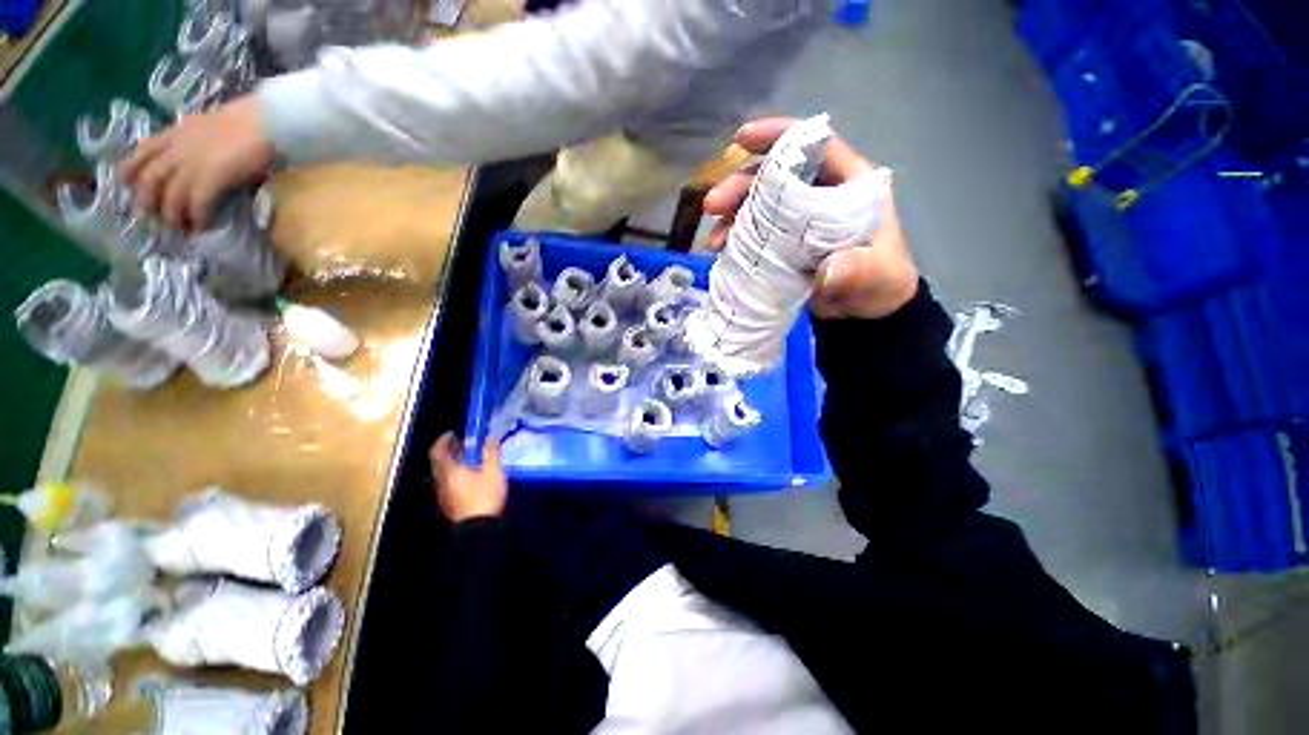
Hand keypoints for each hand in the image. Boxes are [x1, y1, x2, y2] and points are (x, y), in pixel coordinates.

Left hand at [121, 95, 275, 231]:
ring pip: (171, 195)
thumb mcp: (216, 125)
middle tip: (151, 217)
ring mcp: (194, 165)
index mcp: (179, 132)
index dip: (131, 169)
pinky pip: (198, 204)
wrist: (270, 122)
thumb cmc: (251, 121)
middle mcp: (179, 149)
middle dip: (148, 200)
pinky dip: (199, 218)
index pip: (145, 151)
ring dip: (172, 215)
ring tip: (178, 228)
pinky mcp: (211, 179)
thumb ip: (203, 141)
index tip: (126, 184)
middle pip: (152, 178)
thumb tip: (201, 157)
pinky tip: (201, 228)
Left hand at [430, 433, 507, 522]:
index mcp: (449, 472)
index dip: (443, 440)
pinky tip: (471, 475)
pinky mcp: (450, 503)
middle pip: (439, 462)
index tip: (452, 433)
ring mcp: (444, 494)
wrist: (479, 529)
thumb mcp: (493, 471)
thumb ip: (491, 452)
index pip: (437, 452)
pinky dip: (456, 473)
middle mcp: (441, 482)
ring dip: (453, 462)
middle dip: (449, 451)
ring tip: (470, 458)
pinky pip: (448, 482)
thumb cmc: (485, 496)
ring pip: (443, 473)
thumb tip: (490, 436)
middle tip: (463, 443)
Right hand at [702, 118, 918, 319]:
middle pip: (774, 177)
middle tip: (712, 205)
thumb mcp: (876, 275)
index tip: (741, 139)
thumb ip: (859, 270)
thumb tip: (828, 273)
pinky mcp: (782, 244)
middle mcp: (818, 195)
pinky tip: (720, 250)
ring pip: (757, 204)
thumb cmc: (879, 283)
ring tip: (713, 240)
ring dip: (731, 215)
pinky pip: (753, 232)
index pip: (814, 147)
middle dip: (739, 185)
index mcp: (848, 185)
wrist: (866, 312)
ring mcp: (796, 221)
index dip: (778, 137)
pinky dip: (734, 238)